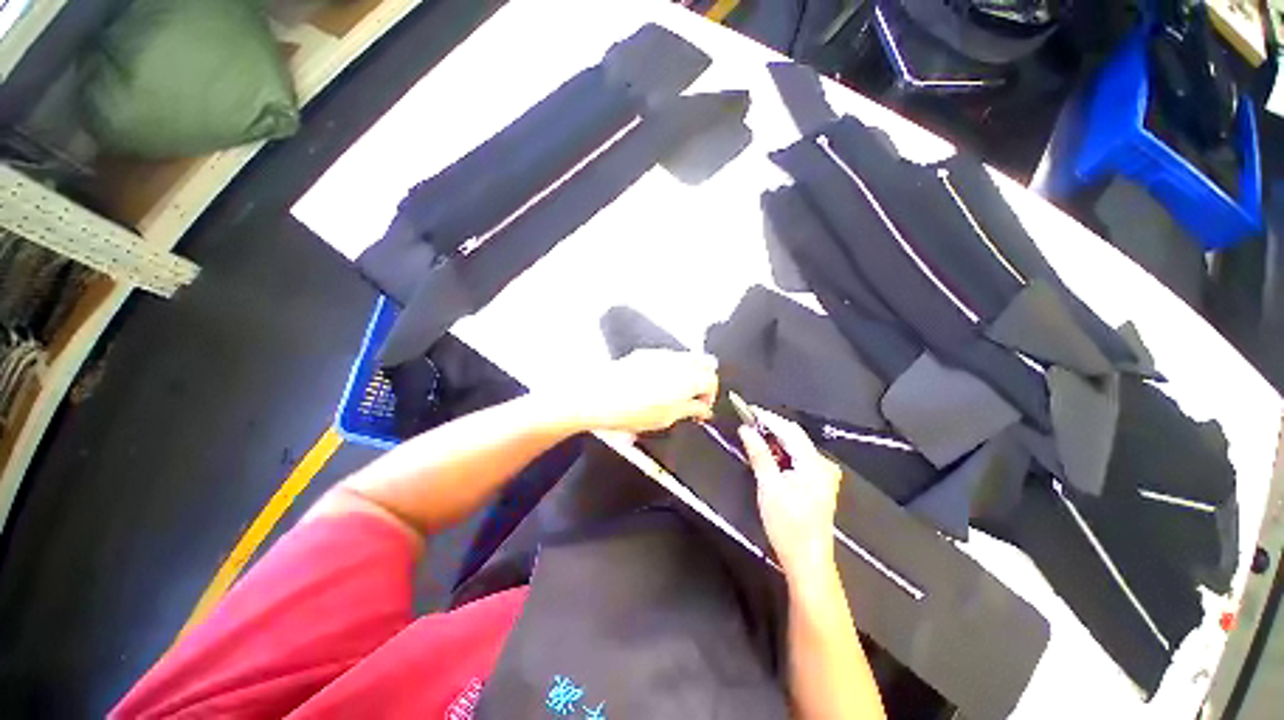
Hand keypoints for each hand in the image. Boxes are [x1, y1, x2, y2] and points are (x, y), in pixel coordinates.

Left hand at [566, 349, 717, 433]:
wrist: (599, 396)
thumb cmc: (632, 411)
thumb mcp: (666, 418)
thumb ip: (689, 410)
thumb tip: (702, 410)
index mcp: (688, 378)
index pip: (712, 381)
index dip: (710, 397)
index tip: (701, 410)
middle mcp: (678, 361)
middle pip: (705, 363)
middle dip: (704, 381)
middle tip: (694, 399)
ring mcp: (661, 354)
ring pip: (687, 358)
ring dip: (689, 374)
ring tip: (676, 393)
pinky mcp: (646, 353)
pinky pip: (669, 357)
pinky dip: (673, 368)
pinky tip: (659, 384)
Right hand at [739, 408, 841, 582]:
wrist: (807, 561)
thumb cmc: (787, 524)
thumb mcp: (768, 486)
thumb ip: (759, 454)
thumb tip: (746, 429)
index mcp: (814, 464)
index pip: (790, 430)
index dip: (768, 417)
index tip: (748, 409)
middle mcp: (823, 465)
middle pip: (795, 437)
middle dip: (771, 428)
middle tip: (748, 422)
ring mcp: (823, 475)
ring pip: (796, 448)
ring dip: (775, 440)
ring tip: (754, 435)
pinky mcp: (819, 483)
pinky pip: (798, 459)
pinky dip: (782, 453)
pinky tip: (768, 454)